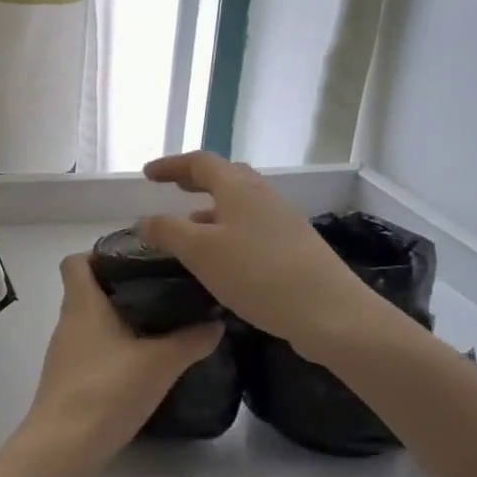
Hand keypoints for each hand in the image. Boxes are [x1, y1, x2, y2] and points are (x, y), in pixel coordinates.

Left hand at [19, 254, 223, 465]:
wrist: (64, 447)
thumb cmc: (106, 390)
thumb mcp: (159, 363)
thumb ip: (190, 340)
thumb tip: (216, 322)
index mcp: (82, 303)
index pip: (75, 261)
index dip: (99, 255)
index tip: (134, 261)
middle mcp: (68, 321)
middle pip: (87, 290)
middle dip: (121, 288)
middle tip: (161, 292)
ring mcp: (65, 353)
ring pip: (90, 322)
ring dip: (119, 320)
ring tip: (159, 326)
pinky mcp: (68, 380)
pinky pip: (91, 350)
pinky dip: (113, 349)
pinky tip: (141, 364)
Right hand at [138, 152, 425, 359]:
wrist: (331, 313)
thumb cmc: (258, 274)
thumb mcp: (200, 252)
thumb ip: (168, 231)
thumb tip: (145, 219)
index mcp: (238, 188)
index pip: (199, 162)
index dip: (171, 165)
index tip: (148, 174)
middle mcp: (262, 195)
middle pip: (225, 176)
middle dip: (196, 179)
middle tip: (174, 188)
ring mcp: (283, 220)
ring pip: (241, 202)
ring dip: (213, 207)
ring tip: (191, 225)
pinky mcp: (295, 246)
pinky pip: (253, 225)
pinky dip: (229, 229)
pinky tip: (224, 258)